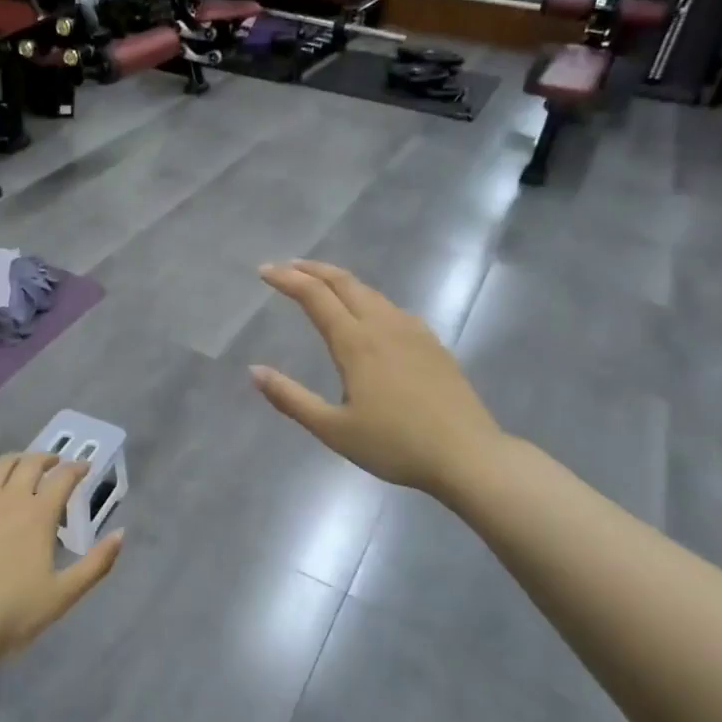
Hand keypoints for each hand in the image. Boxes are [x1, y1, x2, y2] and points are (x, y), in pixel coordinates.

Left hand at [0, 454, 122, 668]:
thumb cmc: (15, 612)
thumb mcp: (64, 594)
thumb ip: (96, 563)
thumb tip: (120, 534)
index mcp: (38, 515)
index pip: (62, 479)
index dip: (76, 469)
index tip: (84, 468)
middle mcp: (9, 500)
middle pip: (29, 465)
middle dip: (46, 459)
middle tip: (54, 463)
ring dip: (14, 459)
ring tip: (20, 463)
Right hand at [251, 260, 507, 503]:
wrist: (467, 455)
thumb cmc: (394, 445)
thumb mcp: (333, 430)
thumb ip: (290, 398)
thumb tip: (254, 371)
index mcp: (356, 343)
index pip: (315, 296)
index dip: (287, 280)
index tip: (264, 271)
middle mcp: (383, 326)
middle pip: (344, 283)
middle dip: (313, 269)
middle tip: (288, 266)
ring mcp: (413, 332)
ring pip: (371, 292)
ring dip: (340, 281)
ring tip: (322, 284)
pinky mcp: (432, 344)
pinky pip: (392, 308)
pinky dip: (368, 298)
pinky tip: (369, 314)